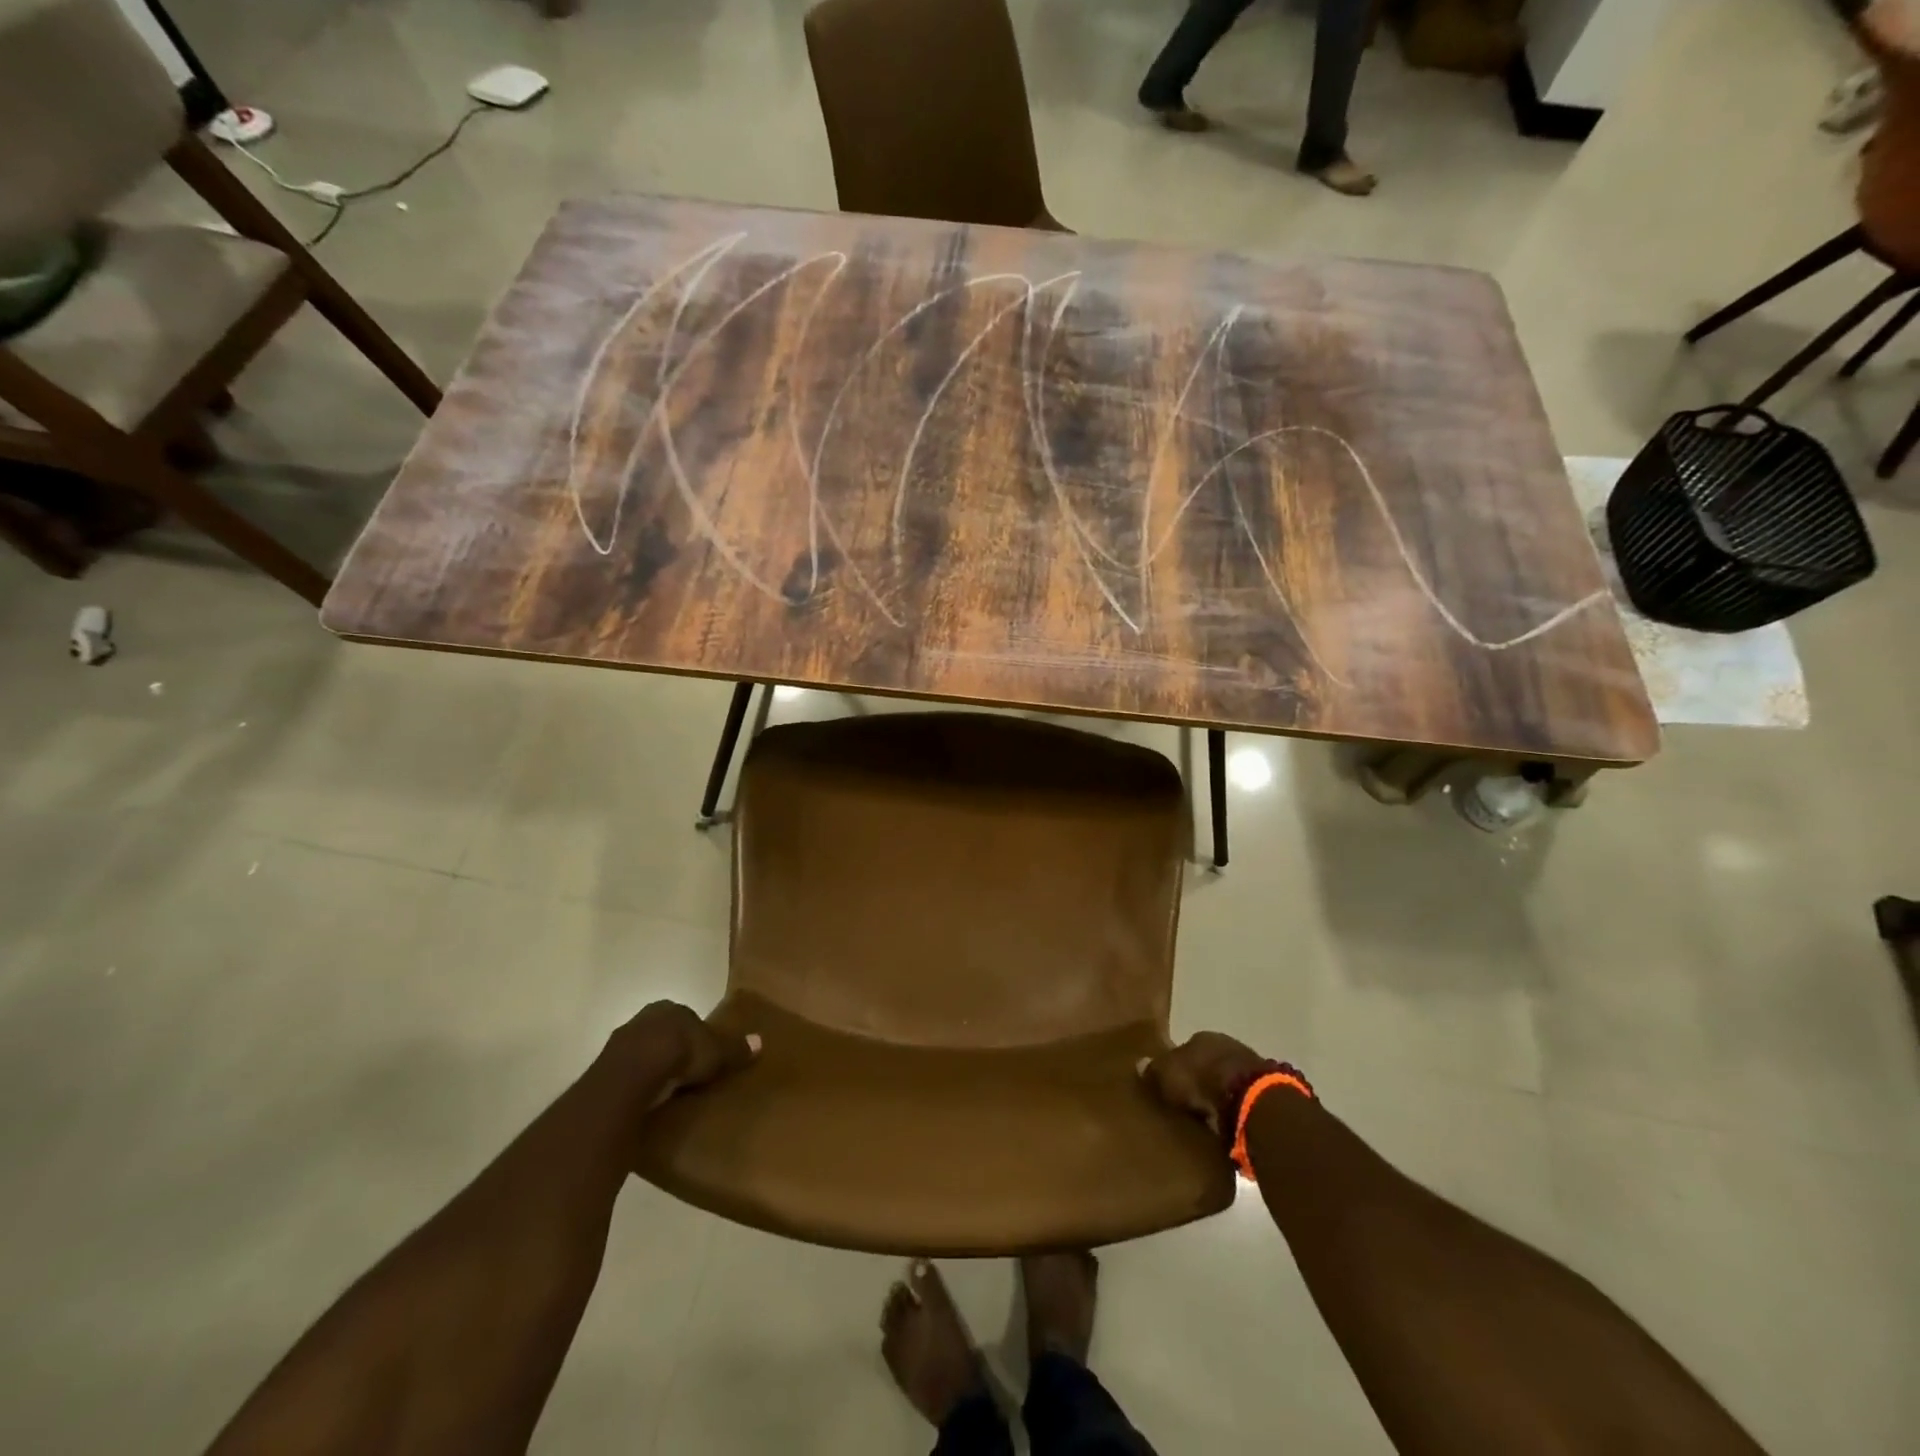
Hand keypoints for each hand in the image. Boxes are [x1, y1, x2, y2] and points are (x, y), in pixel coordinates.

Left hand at [607, 1001, 759, 1108]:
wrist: (633, 1074)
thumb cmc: (681, 1053)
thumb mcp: (716, 1053)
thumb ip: (735, 1049)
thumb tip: (761, 1041)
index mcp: (671, 1008)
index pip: (686, 1019)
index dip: (695, 1036)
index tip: (703, 1055)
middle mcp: (644, 1018)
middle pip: (662, 1034)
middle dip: (671, 1050)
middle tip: (686, 1074)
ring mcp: (621, 1042)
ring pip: (641, 1052)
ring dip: (651, 1067)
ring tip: (666, 1091)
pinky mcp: (604, 1067)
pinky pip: (626, 1073)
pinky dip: (635, 1084)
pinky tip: (646, 1099)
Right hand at [1138, 1032, 1269, 1135]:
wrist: (1248, 1099)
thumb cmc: (1200, 1079)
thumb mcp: (1167, 1075)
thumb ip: (1154, 1070)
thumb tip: (1139, 1064)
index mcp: (1202, 1036)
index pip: (1186, 1047)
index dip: (1178, 1065)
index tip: (1171, 1083)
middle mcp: (1226, 1045)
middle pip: (1208, 1062)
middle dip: (1200, 1079)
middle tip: (1187, 1101)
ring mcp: (1249, 1066)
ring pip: (1226, 1079)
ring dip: (1219, 1094)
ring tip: (1206, 1116)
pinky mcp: (1265, 1092)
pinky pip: (1241, 1099)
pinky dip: (1234, 1109)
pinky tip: (1225, 1124)